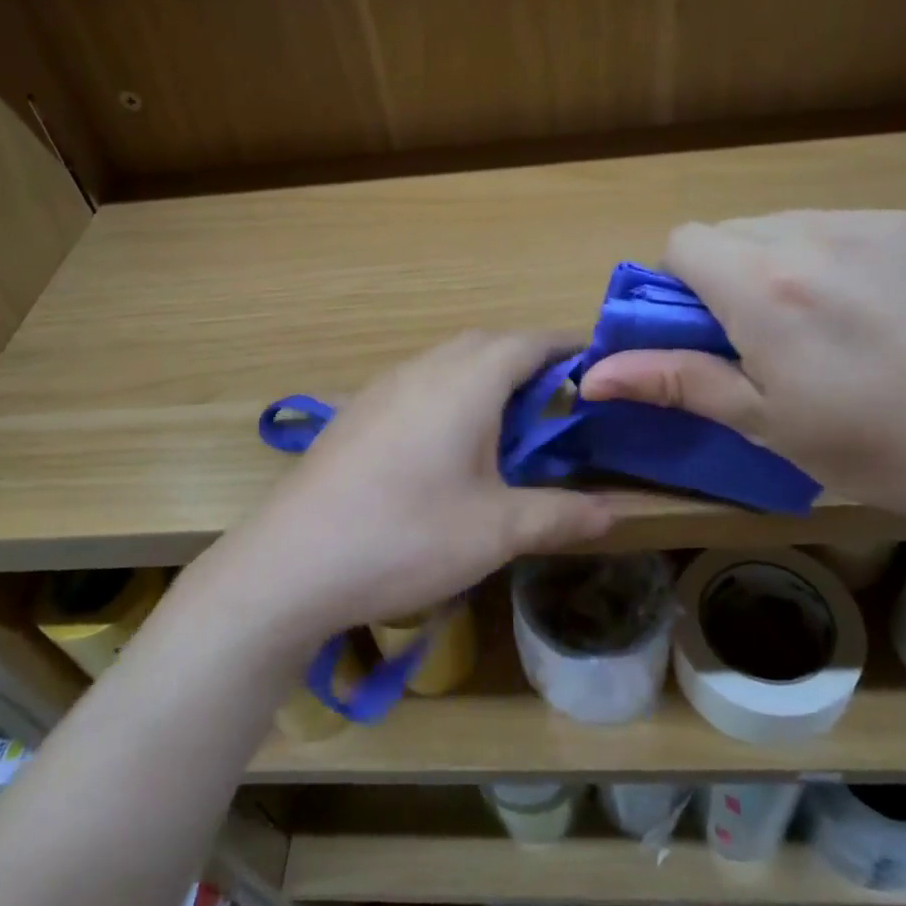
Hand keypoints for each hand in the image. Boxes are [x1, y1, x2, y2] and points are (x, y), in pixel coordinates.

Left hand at [213, 331, 613, 646]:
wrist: (291, 564)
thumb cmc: (406, 537)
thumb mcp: (496, 531)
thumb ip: (561, 514)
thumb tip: (614, 512)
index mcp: (465, 381)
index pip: (529, 341)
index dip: (569, 348)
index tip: (599, 369)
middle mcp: (423, 368)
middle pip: (487, 344)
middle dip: (528, 362)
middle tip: (558, 404)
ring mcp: (382, 388)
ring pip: (448, 361)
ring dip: (485, 378)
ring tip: (509, 426)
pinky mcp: (356, 413)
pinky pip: (417, 384)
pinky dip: (449, 397)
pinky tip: (447, 449)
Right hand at [578, 211, 905, 527]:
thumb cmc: (867, 443)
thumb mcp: (759, 420)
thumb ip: (673, 381)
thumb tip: (592, 378)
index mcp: (763, 288)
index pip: (684, 241)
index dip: (680, 282)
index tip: (705, 327)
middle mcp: (808, 236)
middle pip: (729, 230)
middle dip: (725, 273)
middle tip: (759, 334)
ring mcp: (866, 224)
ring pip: (780, 224)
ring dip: (773, 262)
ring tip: (816, 321)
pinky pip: (834, 225)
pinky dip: (825, 256)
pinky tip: (863, 306)